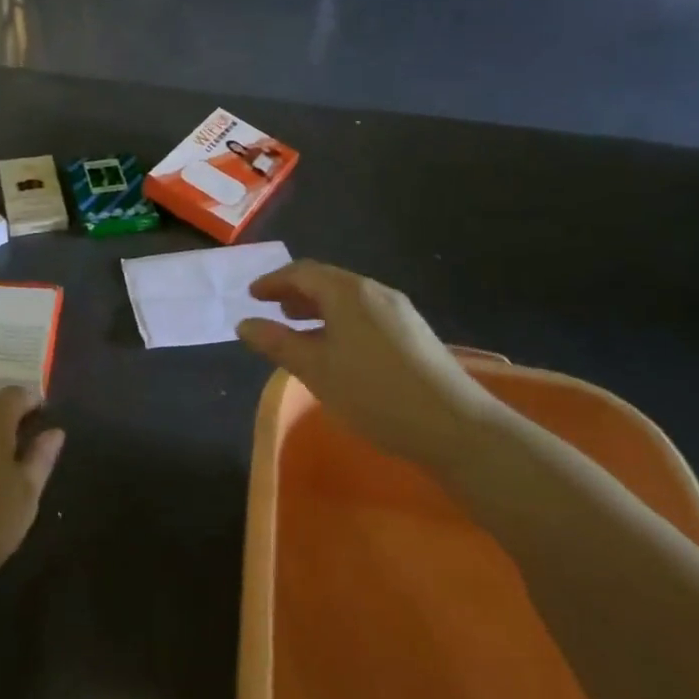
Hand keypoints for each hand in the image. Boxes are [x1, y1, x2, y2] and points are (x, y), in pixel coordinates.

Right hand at [235, 260, 489, 457]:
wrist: (454, 425)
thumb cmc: (374, 393)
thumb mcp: (316, 370)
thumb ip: (277, 343)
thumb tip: (244, 323)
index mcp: (348, 292)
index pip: (302, 272)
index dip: (274, 281)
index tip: (252, 295)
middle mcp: (374, 291)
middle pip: (327, 280)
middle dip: (296, 292)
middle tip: (273, 309)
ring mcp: (399, 311)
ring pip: (348, 297)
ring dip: (319, 306)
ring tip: (299, 327)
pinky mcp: (413, 332)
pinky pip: (366, 312)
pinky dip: (340, 319)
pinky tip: (337, 347)